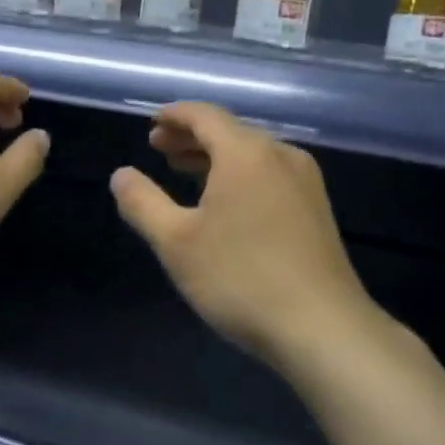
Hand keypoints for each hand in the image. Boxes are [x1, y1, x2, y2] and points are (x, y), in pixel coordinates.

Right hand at [110, 102, 382, 367]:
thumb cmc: (241, 278)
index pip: (205, 115)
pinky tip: (224, 201)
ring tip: (184, 170)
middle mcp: (280, 155)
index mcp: (246, 153)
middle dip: (191, 136)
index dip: (174, 115)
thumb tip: (121, 175)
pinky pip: (269, 174)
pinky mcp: (316, 209)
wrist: (323, 328)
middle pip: (230, 131)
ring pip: (251, 154)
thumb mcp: (176, 242)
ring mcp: (305, 182)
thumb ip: (142, 202)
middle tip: (158, 147)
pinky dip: (239, 175)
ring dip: (215, 157)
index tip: (151, 123)